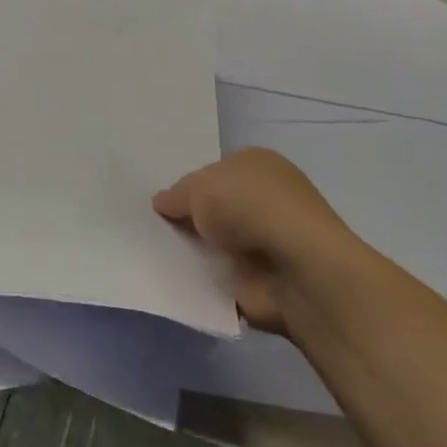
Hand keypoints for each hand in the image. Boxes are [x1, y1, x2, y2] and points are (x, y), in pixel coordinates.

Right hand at [153, 148, 352, 333]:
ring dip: (195, 251)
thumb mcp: (200, 187)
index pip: (214, 172)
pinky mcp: (263, 281)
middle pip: (214, 208)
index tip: (162, 201)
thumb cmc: (251, 207)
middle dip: (189, 218)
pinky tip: (175, 279)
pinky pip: (220, 277)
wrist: (297, 271)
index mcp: (257, 165)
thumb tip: (161, 203)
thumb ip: (176, 195)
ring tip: (154, 253)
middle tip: (150, 226)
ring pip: (216, 243)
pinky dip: (202, 281)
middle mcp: (265, 200)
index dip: (189, 185)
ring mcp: (267, 242)